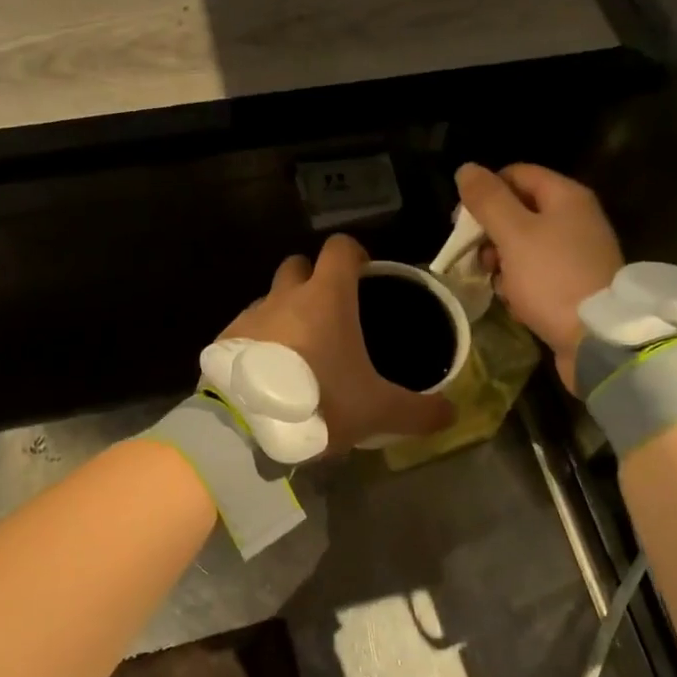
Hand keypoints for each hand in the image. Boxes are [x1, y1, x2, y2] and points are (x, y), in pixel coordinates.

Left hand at [221, 235, 453, 453]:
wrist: (246, 428)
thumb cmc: (319, 404)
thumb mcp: (378, 411)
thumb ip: (419, 411)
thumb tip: (452, 413)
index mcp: (325, 297)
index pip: (340, 248)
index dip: (355, 254)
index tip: (365, 274)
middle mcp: (284, 296)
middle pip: (298, 266)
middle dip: (314, 280)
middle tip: (332, 316)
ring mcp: (249, 316)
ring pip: (270, 298)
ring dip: (284, 314)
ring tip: (299, 353)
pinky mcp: (224, 340)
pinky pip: (246, 330)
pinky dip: (259, 342)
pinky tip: (268, 375)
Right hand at [455, 163, 622, 392]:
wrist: (597, 339)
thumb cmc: (552, 278)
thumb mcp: (514, 235)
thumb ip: (488, 201)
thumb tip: (466, 169)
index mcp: (566, 197)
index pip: (516, 175)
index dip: (485, 192)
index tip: (461, 221)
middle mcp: (576, 218)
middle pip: (520, 211)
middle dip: (490, 232)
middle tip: (474, 256)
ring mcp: (576, 253)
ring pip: (525, 245)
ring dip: (502, 261)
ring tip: (493, 282)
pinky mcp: (574, 285)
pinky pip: (537, 273)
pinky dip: (520, 283)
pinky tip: (513, 301)